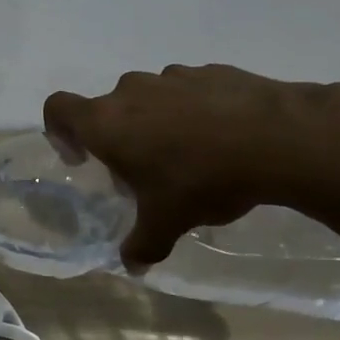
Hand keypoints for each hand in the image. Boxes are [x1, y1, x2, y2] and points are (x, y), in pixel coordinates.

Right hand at [44, 64, 339, 270]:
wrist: (281, 139)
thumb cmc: (202, 179)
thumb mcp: (167, 223)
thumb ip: (142, 245)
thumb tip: (132, 268)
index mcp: (106, 123)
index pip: (57, 109)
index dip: (61, 132)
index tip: (83, 158)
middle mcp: (131, 92)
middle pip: (107, 108)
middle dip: (118, 136)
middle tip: (143, 170)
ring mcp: (174, 76)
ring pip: (150, 97)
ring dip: (156, 121)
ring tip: (189, 155)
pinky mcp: (214, 71)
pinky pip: (189, 91)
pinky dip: (195, 110)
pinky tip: (223, 139)